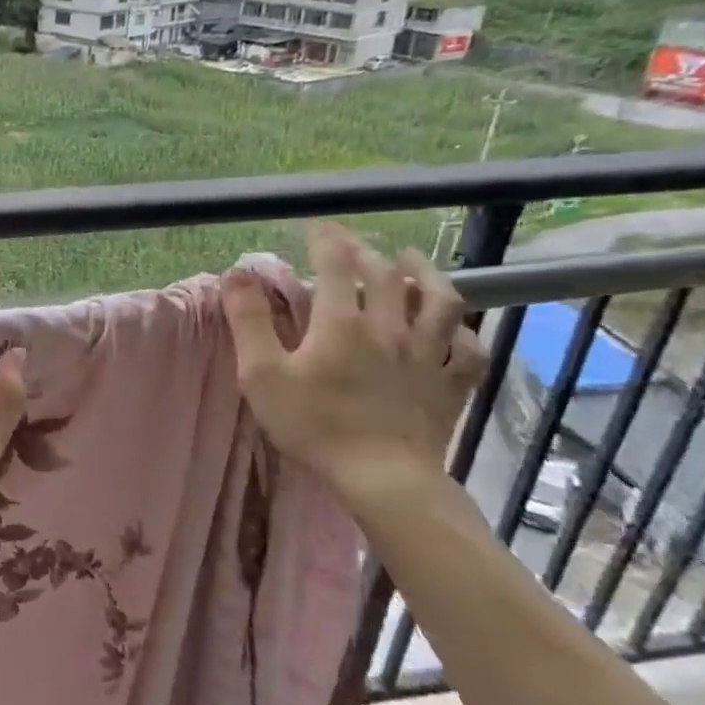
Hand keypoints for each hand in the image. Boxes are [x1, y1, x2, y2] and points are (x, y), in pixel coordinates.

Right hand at [221, 223, 487, 511]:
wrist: (382, 478)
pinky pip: (468, 350)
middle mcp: (390, 327)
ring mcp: (428, 355)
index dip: (326, 239)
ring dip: (426, 274)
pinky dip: (463, 334)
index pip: (336, 264)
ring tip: (412, 262)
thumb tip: (237, 274)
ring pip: (440, 301)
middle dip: (367, 252)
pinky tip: (455, 331)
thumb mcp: (262, 374)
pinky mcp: (451, 385)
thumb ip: (248, 321)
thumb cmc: (314, 425)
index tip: (317, 226)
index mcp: (342, 322)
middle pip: (385, 275)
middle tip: (353, 245)